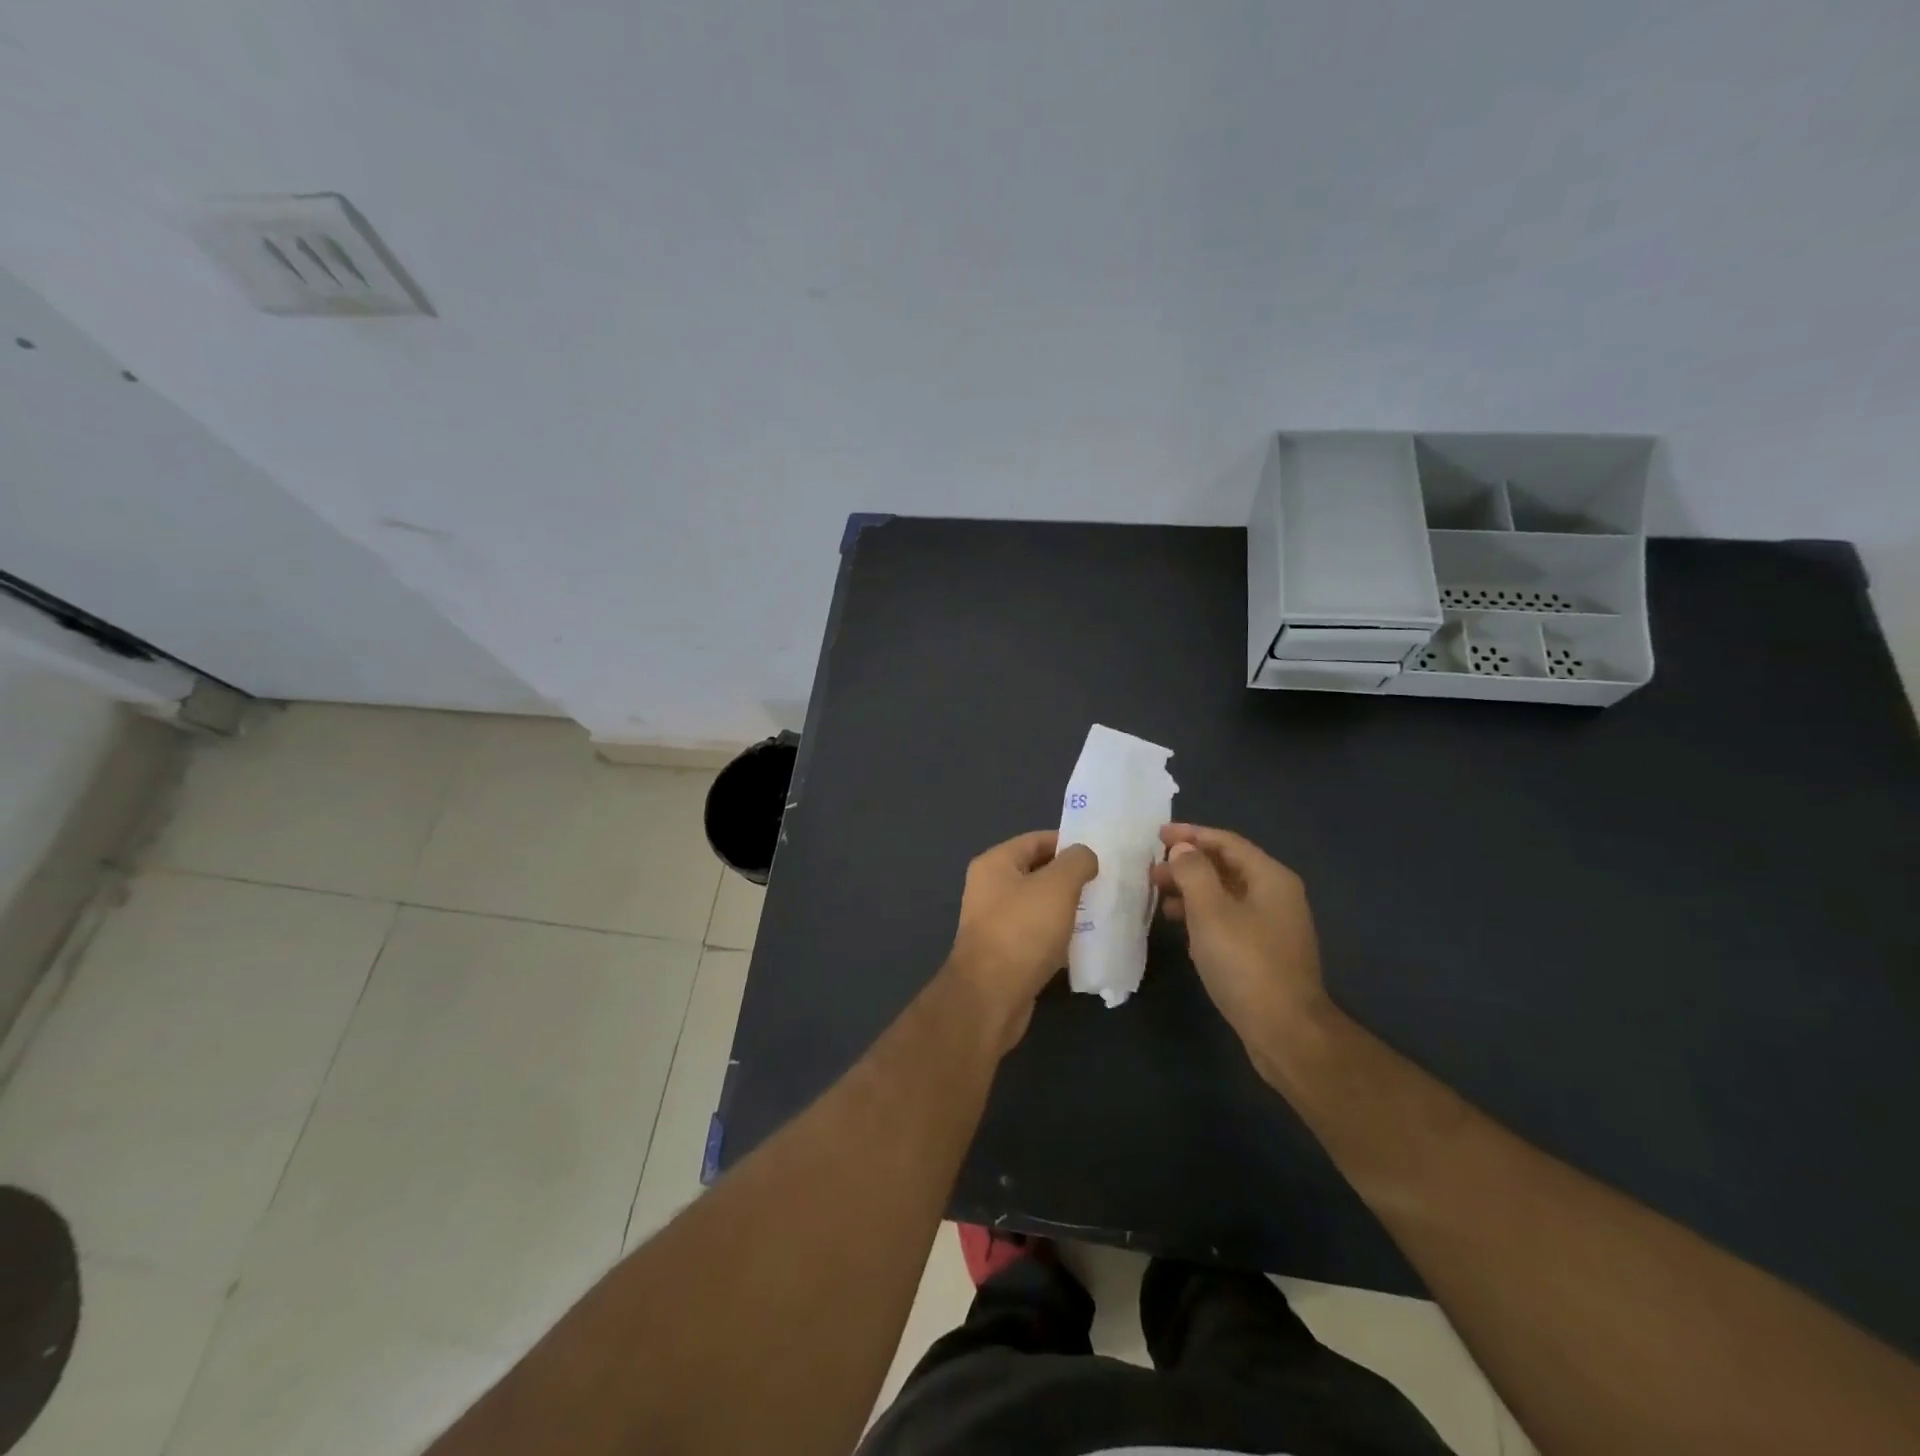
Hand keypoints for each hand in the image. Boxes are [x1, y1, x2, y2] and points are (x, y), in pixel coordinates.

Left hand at [947, 830, 1098, 1052]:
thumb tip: (1085, 856)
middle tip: (1106, 883)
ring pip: (1039, 906)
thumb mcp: (1057, 886)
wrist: (991, 997)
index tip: (1101, 854)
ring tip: (1101, 912)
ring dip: (1067, 908)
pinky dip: (1059, 936)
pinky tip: (1084, 944)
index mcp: (995, 863)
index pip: (1036, 840)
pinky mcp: (1005, 953)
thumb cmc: (1022, 931)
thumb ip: (1076, 862)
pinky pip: (1037, 935)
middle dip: (1071, 878)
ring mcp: (995, 922)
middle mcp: (990, 888)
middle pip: (1038, 873)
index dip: (1069, 843)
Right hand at [1152, 824, 1328, 1058]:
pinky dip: (1202, 914)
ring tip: (1157, 897)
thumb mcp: (1210, 912)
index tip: (1156, 835)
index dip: (1190, 835)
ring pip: (1225, 894)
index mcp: (1270, 878)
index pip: (1226, 842)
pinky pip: (1229, 918)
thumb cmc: (1246, 964)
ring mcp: (1273, 925)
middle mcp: (1276, 895)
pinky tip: (1180, 926)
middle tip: (1150, 871)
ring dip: (1192, 890)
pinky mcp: (1265, 951)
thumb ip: (1193, 873)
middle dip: (1187, 864)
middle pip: (1226, 866)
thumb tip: (1182, 850)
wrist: (1286, 1031)